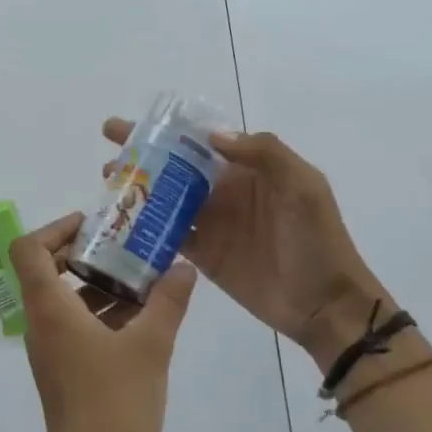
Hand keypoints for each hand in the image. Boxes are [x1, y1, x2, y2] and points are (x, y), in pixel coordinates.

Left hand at [9, 212, 197, 431]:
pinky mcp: (62, 369)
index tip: (94, 225)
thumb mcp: (150, 346)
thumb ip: (168, 301)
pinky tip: (142, 319)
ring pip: (67, 300)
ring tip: (145, 280)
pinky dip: (102, 313)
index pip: (30, 249)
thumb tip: (183, 267)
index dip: (56, 228)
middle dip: (89, 254)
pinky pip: (76, 326)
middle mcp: (41, 323)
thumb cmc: (116, 400)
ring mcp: (49, 349)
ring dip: (101, 285)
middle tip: (129, 247)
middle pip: (49, 270)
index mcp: (50, 308)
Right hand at [102, 118, 383, 370]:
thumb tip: (212, 136)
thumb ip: (264, 154)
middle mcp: (225, 192)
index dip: (168, 131)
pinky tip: (120, 226)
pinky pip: (169, 237)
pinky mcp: (203, 256)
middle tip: (107, 156)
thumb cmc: (317, 241)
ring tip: (107, 187)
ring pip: (167, 201)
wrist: (324, 304)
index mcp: (249, 170)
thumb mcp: (303, 187)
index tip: (133, 127)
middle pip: (176, 169)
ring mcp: (212, 225)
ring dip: (138, 192)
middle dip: (142, 159)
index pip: (201, 141)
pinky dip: (146, 230)